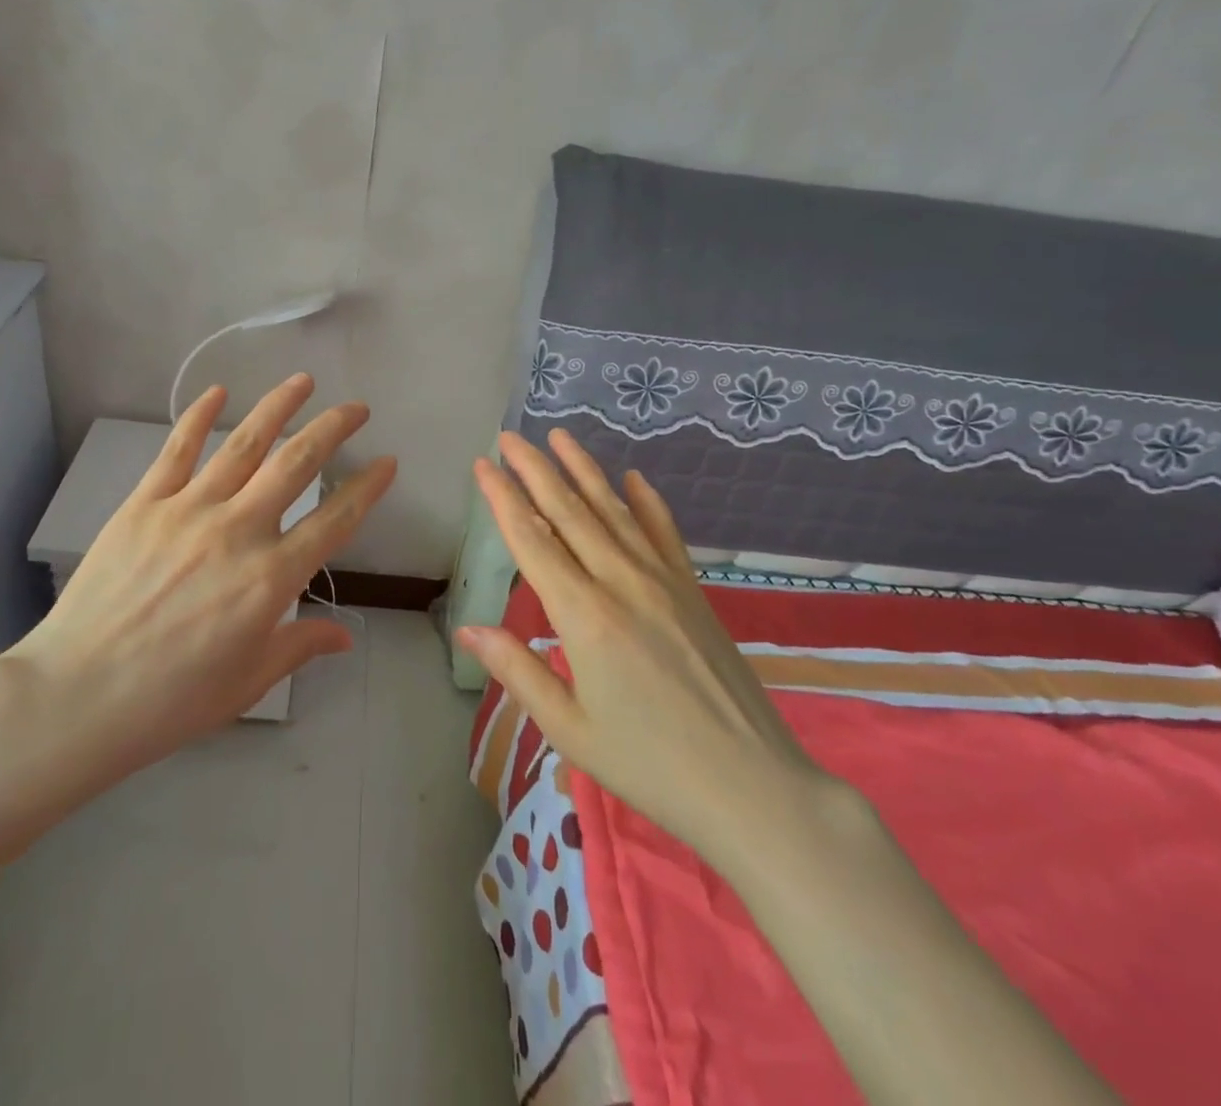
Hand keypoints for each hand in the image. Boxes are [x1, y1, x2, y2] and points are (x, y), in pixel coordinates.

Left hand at [4, 374, 395, 779]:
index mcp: (272, 577)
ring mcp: (189, 509)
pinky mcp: (145, 503)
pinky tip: (218, 392)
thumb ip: (299, 647)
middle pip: (297, 463)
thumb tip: (345, 637)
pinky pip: (178, 450)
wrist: (78, 696)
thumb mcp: (248, 681)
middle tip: (356, 408)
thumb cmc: (172, 700)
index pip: (335, 520)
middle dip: (333, 429)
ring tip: (303, 381)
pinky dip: (199, 416)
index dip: (368, 488)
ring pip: (245, 444)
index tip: (387, 462)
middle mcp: (239, 530)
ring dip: (279, 406)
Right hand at [460, 429, 843, 878]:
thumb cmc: (649, 764)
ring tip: (559, 436)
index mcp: (583, 615)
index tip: (483, 464)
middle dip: (535, 469)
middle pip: (569, 511)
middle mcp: (621, 583)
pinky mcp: (693, 591)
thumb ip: (517, 670)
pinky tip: (634, 476)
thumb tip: (467, 629)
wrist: (752, 786)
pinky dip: (647, 501)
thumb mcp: (568, 728)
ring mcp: (663, 581)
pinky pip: (665, 533)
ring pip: (614, 510)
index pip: (532, 540)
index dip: (503, 498)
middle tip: (510, 435)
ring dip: (584, 469)